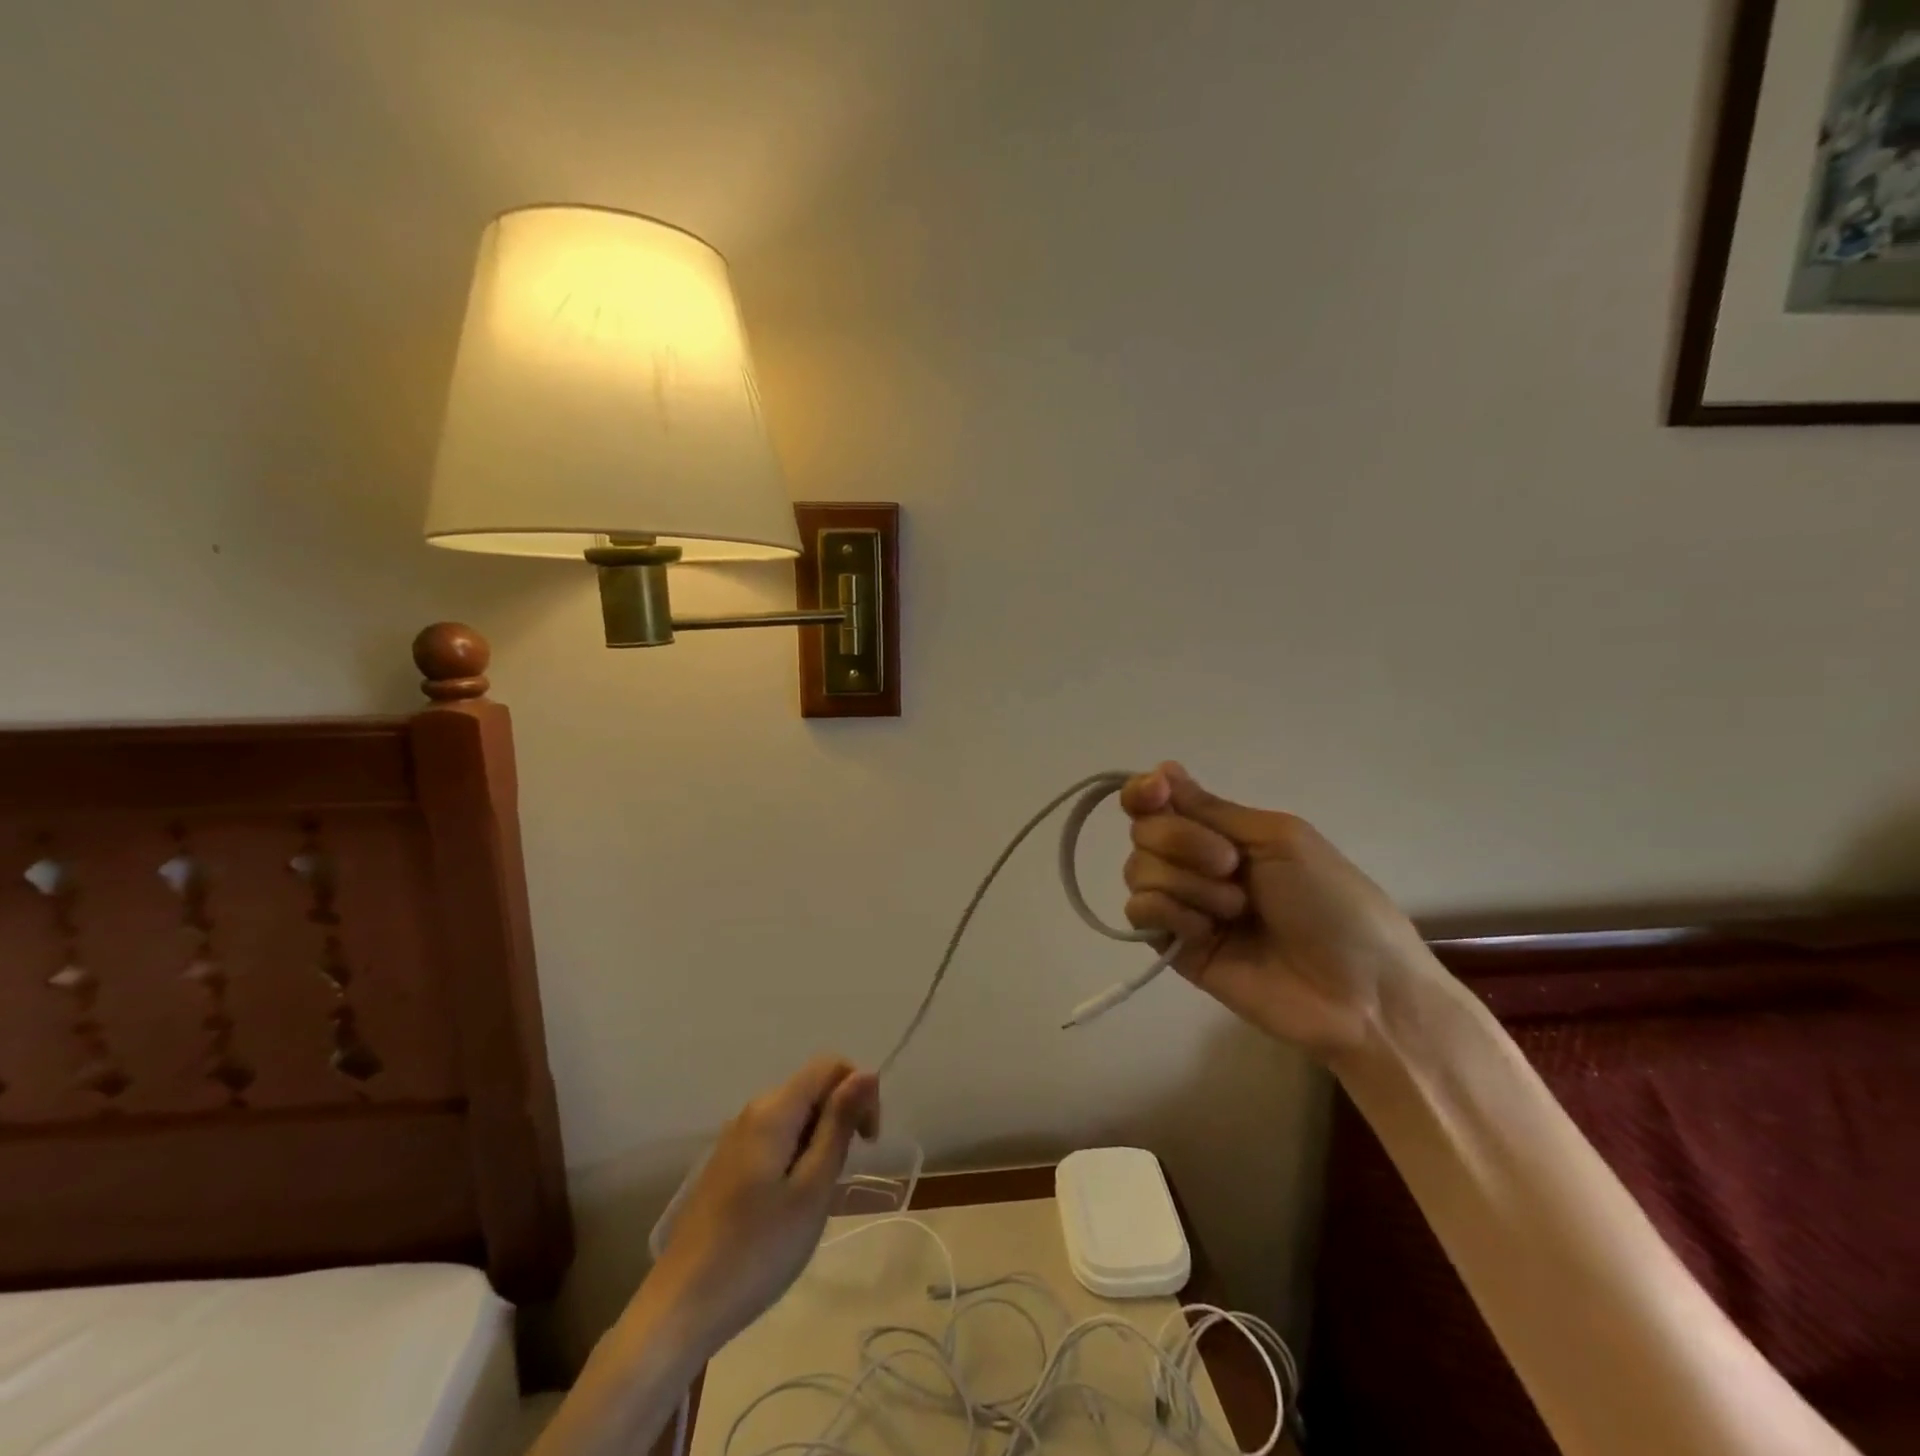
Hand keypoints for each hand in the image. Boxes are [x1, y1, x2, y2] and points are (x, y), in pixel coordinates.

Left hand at [647, 1057, 879, 1347]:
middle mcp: (753, 1111)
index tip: (867, 1144)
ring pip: (795, 1118)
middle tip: (838, 1181)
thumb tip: (867, 1072)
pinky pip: (775, 1140)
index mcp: (774, 1110)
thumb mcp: (812, 1188)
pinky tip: (787, 1207)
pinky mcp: (727, 1166)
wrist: (680, 1308)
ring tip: (813, 1200)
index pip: (830, 1065)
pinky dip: (795, 1159)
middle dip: (840, 1120)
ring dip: (819, 1143)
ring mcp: (735, 1139)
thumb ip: (839, 1124)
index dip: (860, 1092)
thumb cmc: (757, 1250)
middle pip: (812, 1089)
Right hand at [1121, 762, 1433, 1061]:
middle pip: (1144, 831)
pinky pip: (1139, 913)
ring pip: (1138, 870)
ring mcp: (1183, 904)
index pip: (1158, 800)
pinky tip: (1206, 932)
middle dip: (1182, 841)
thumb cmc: (1332, 903)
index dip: (1143, 792)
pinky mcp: (1173, 945)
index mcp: (1222, 831)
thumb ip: (1211, 809)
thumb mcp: (1278, 839)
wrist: (1357, 992)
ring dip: (1187, 884)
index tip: (1156, 793)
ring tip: (1235, 910)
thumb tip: (1162, 768)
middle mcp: (1194, 863)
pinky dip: (1171, 913)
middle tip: (1230, 865)